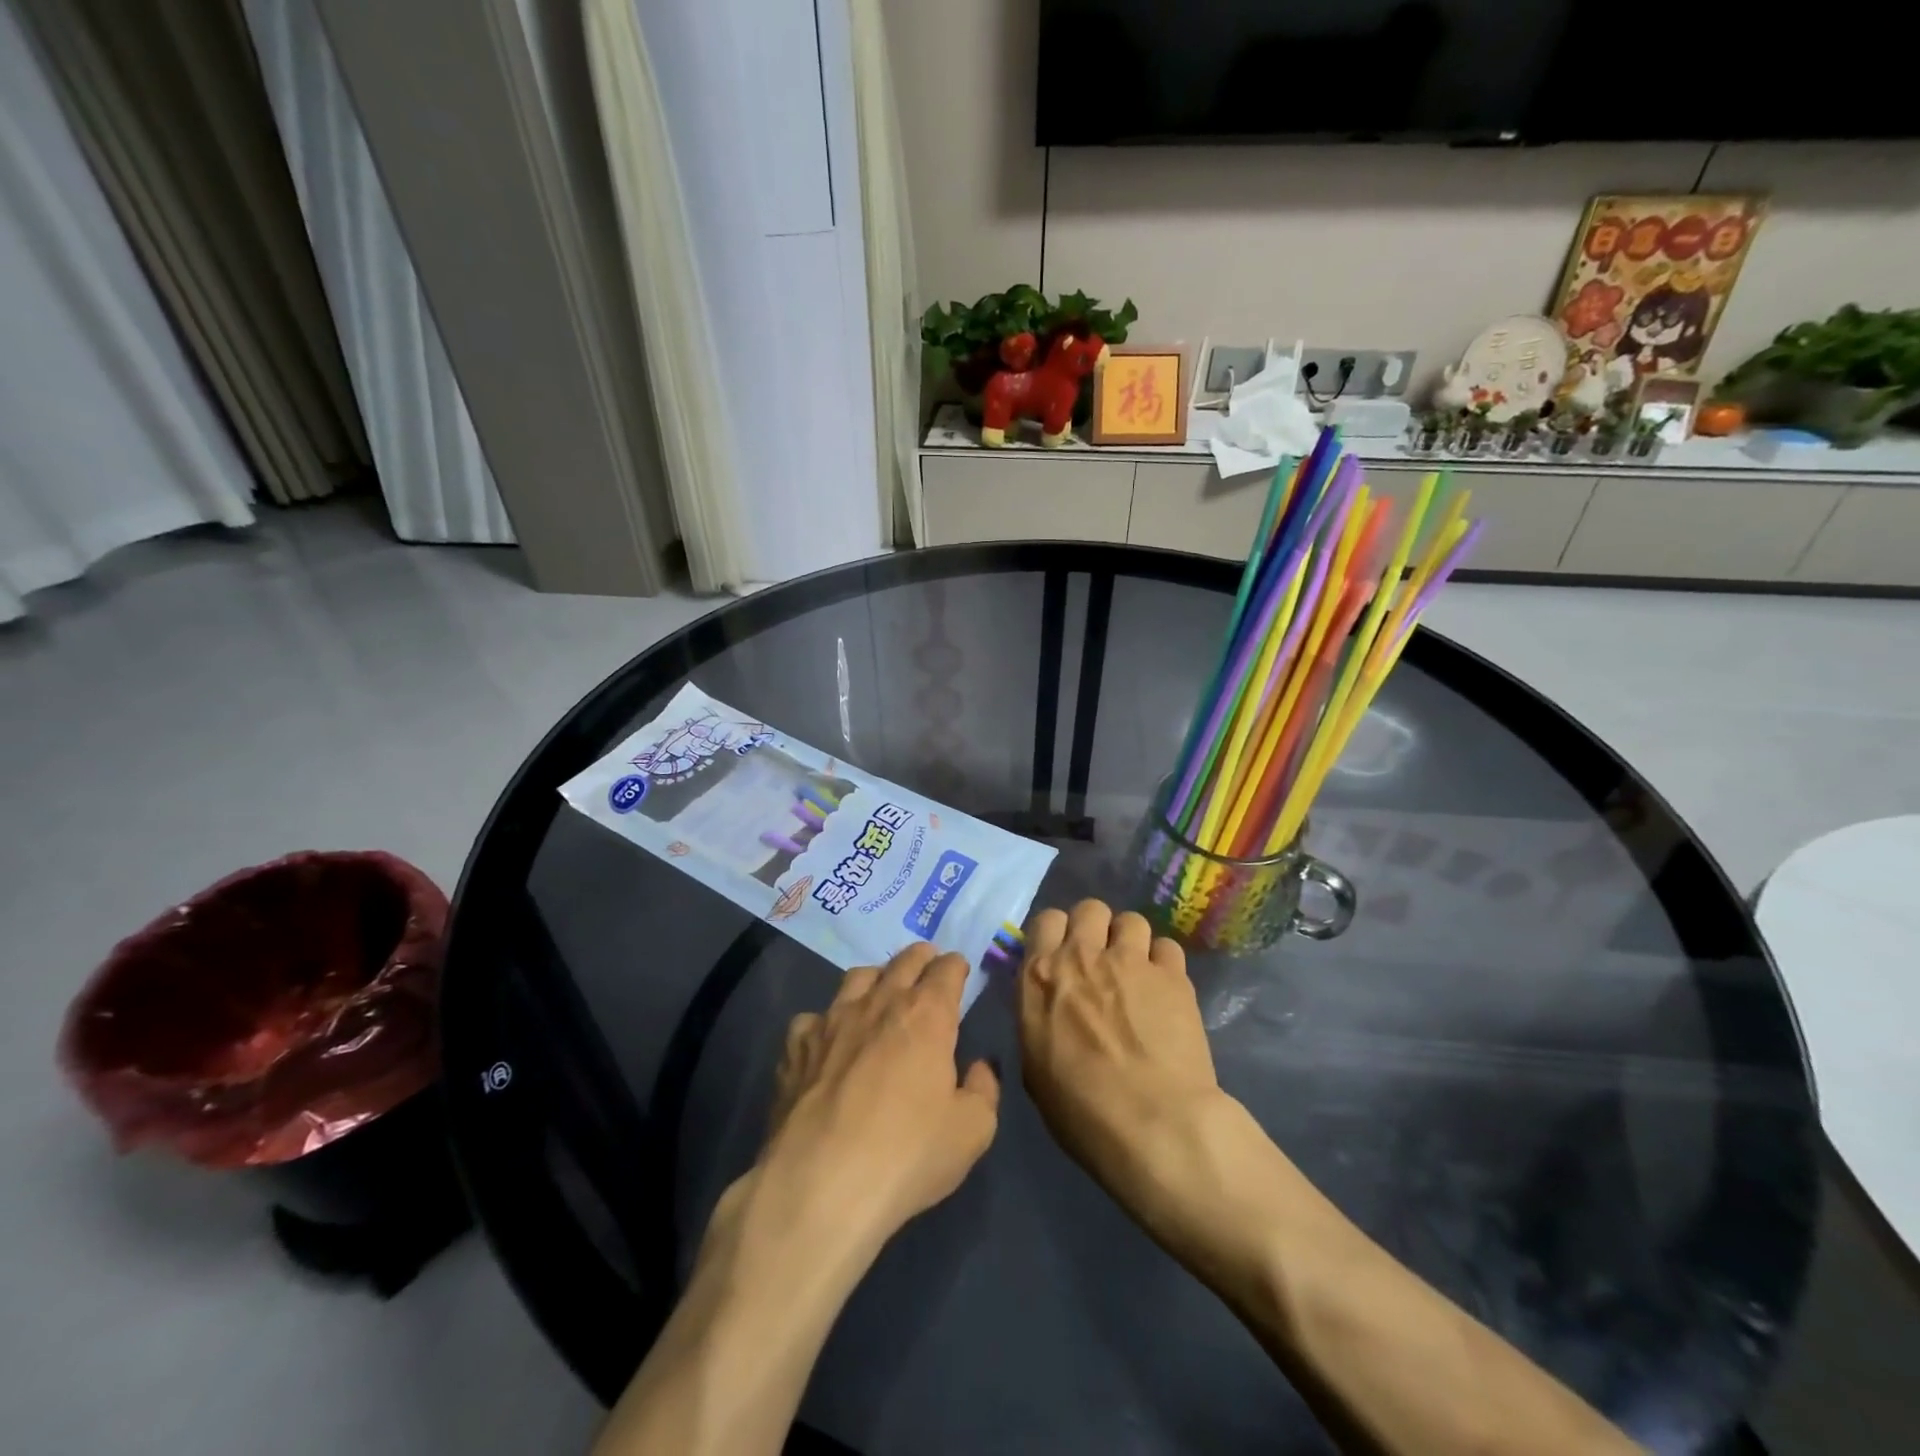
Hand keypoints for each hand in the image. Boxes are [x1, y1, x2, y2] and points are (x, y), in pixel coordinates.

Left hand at [751, 943, 999, 1257]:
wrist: (820, 1184)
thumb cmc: (907, 1154)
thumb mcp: (972, 1131)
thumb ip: (983, 1090)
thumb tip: (979, 1067)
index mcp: (926, 1014)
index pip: (946, 969)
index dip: (956, 967)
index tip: (959, 972)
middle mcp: (880, 1002)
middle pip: (904, 960)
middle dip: (921, 958)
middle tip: (927, 968)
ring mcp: (832, 1019)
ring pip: (858, 977)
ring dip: (876, 979)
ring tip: (880, 995)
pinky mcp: (796, 1045)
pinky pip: (814, 1018)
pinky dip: (826, 1023)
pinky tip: (828, 1044)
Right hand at [1018, 899, 1224, 1199]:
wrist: (1154, 1125)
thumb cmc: (1081, 1110)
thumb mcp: (1035, 1065)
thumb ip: (1039, 1018)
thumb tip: (1050, 1006)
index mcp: (1041, 976)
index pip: (1046, 920)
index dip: (1057, 935)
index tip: (1063, 956)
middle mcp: (1083, 955)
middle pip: (1089, 909)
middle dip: (1095, 928)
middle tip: (1101, 960)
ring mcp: (1131, 960)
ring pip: (1131, 920)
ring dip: (1131, 941)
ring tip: (1137, 972)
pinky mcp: (1173, 974)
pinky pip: (1167, 947)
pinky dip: (1164, 963)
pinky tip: (1165, 989)